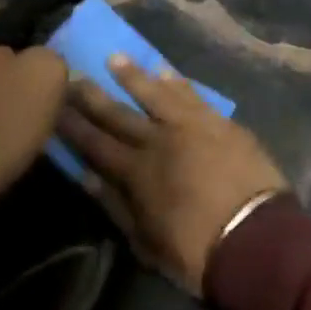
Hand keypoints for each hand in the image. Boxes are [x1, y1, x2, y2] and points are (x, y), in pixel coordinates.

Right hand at [57, 57, 288, 294]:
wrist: (257, 237)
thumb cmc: (197, 252)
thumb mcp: (145, 242)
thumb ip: (115, 206)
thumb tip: (86, 177)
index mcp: (138, 173)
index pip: (95, 143)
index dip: (72, 125)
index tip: (53, 104)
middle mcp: (160, 140)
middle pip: (119, 113)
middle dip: (92, 94)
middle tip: (72, 72)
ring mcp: (192, 126)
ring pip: (156, 93)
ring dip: (133, 75)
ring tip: (114, 57)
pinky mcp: (220, 122)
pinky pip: (193, 95)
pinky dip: (177, 82)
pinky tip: (165, 71)